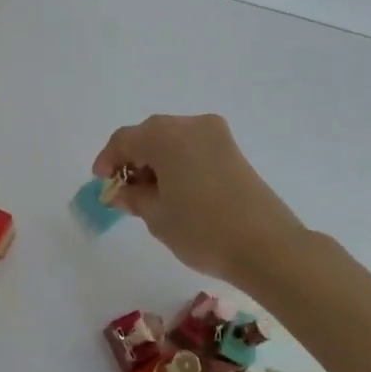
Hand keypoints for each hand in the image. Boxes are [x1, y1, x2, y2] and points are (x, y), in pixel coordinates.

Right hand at [93, 114, 304, 285]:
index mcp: (165, 135)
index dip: (108, 160)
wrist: (268, 246)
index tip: (102, 183)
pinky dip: (179, 163)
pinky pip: (194, 148)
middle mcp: (190, 124)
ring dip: (157, 161)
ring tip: (151, 195)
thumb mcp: (157, 216)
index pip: (125, 139)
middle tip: (125, 190)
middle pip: (150, 135)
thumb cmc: (202, 230)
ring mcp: (216, 135)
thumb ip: (133, 197)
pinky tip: (177, 191)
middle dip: (134, 159)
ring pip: (173, 140)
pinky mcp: (233, 150)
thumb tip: (120, 191)